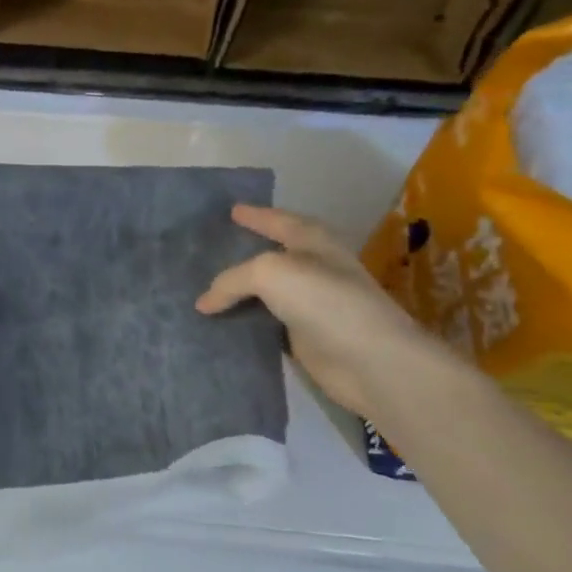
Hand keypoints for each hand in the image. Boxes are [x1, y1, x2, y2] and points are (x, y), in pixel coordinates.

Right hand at [196, 204, 451, 413]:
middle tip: (206, 251)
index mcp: (312, 241)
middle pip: (269, 255)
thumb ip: (232, 280)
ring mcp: (309, 304)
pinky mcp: (303, 337)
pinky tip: (218, 324)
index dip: (255, 215)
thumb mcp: (270, 273)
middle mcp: (312, 268)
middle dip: (241, 252)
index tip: (230, 210)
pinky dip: (243, 322)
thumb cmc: (324, 301)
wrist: (370, 361)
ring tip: (201, 290)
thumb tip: (204, 303)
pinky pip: (263, 324)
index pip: (278, 220)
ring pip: (263, 293)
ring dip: (238, 293)